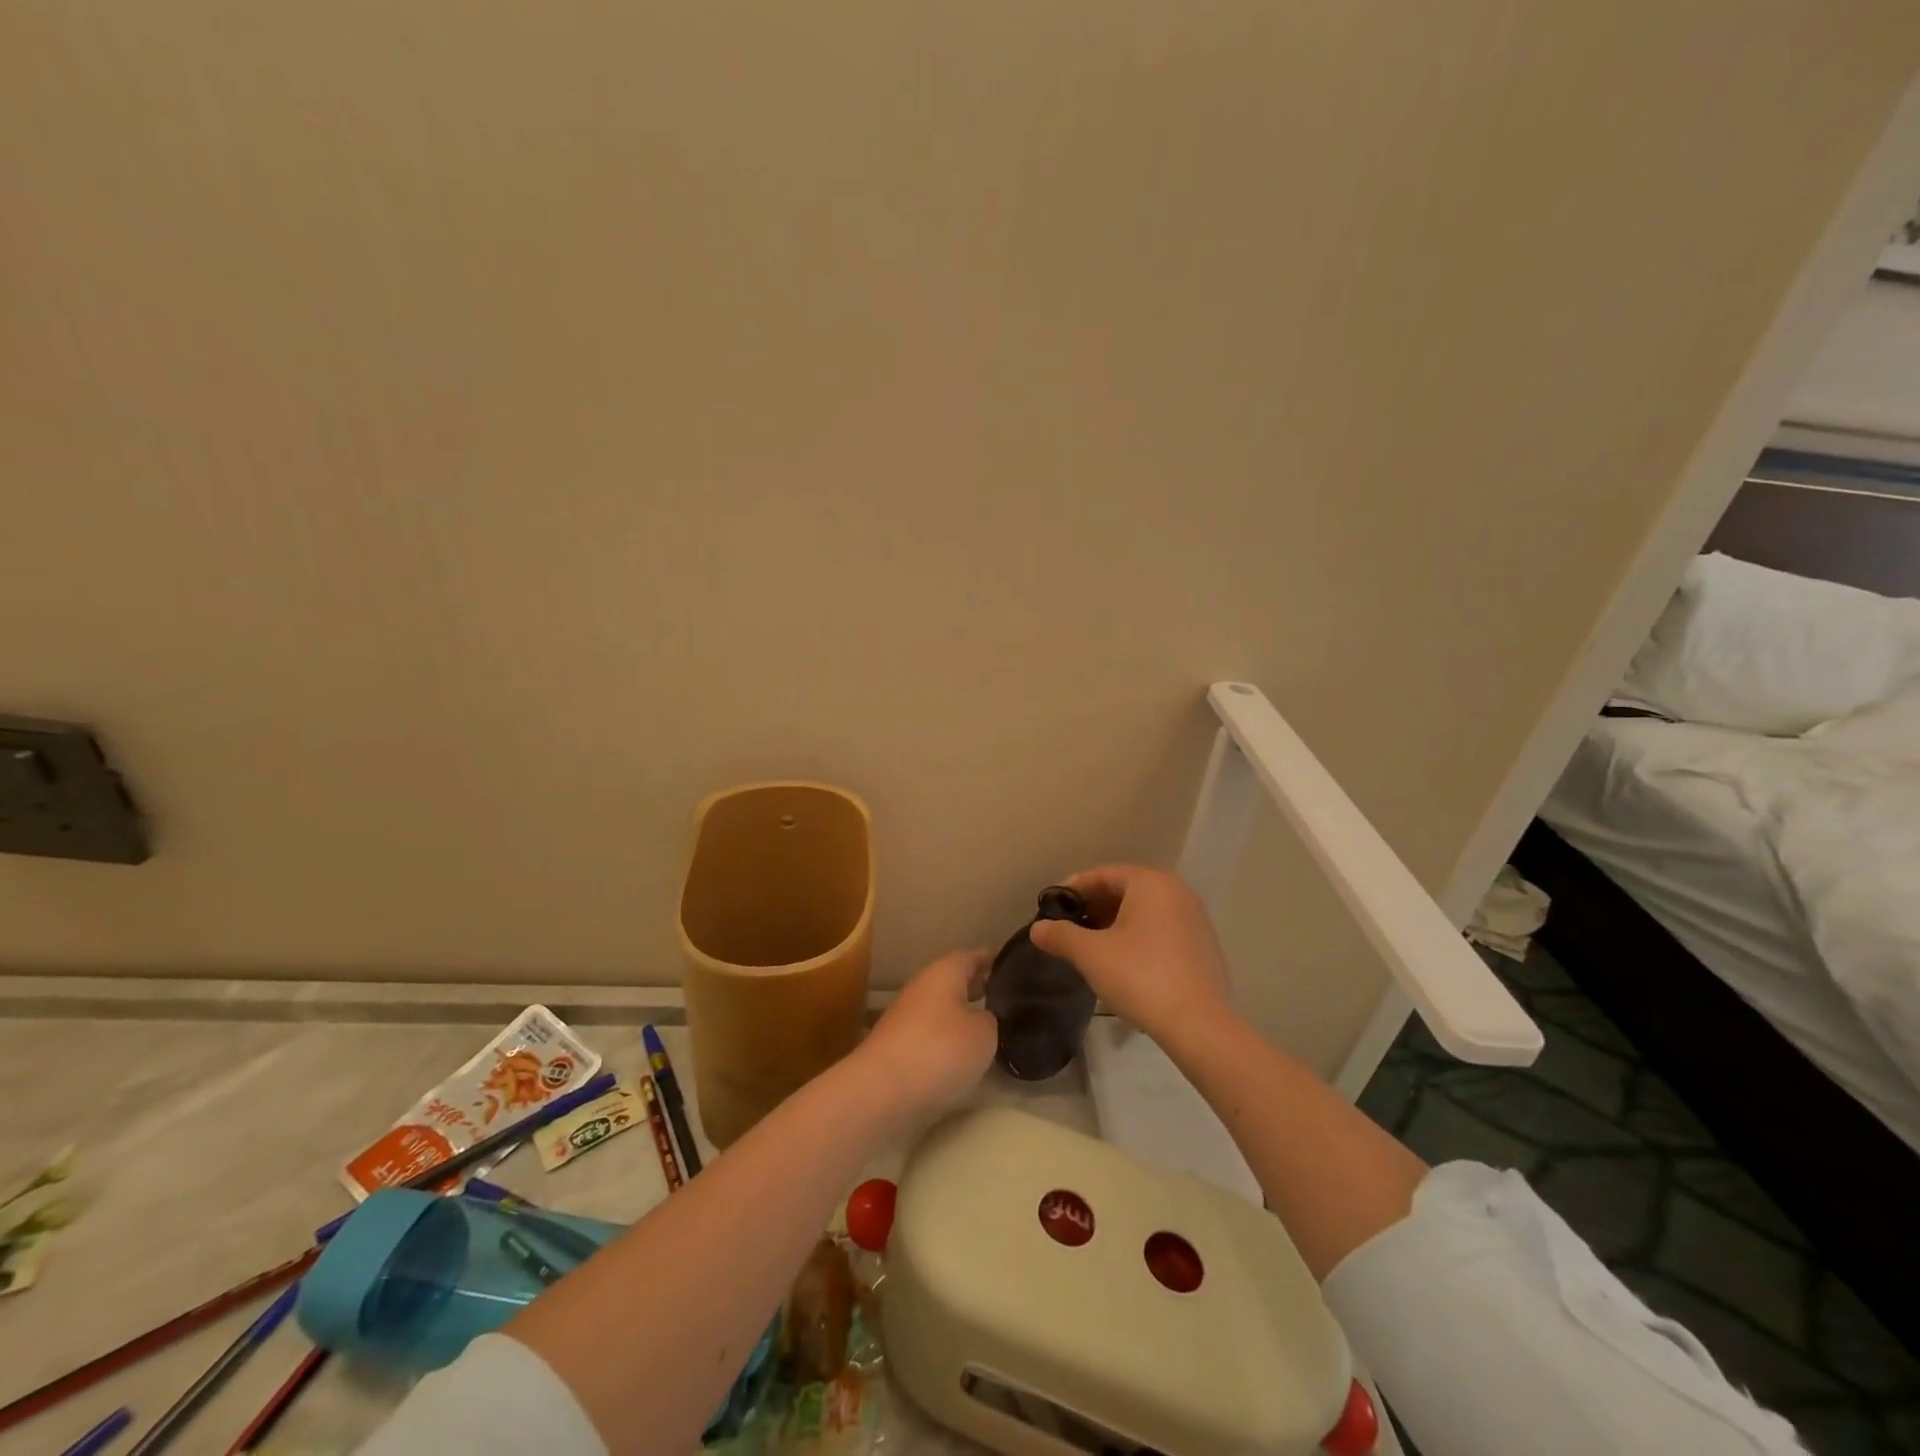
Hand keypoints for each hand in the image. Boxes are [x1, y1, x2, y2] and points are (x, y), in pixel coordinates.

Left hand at [858, 949, 997, 1111]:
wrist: (882, 1089)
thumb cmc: (940, 1049)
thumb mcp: (984, 1034)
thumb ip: (989, 1020)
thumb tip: (982, 1019)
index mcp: (944, 973)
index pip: (970, 957)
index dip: (988, 959)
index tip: (1006, 963)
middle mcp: (922, 988)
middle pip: (953, 982)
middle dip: (975, 988)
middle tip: (1002, 996)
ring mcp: (905, 1017)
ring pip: (940, 1009)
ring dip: (959, 1015)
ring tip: (986, 1028)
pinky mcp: (896, 1047)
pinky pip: (930, 1034)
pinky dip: (945, 1038)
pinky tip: (960, 1056)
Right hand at [1028, 866, 1231, 1037]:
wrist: (1198, 1025)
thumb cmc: (1140, 977)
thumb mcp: (1091, 954)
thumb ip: (1061, 935)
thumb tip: (1037, 928)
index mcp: (1151, 883)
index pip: (1104, 875)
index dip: (1074, 889)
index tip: (1052, 907)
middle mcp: (1177, 892)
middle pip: (1126, 890)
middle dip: (1095, 906)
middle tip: (1069, 927)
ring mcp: (1195, 919)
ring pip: (1145, 911)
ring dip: (1116, 922)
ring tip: (1092, 945)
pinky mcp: (1204, 946)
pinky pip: (1162, 929)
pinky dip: (1139, 936)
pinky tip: (1124, 962)